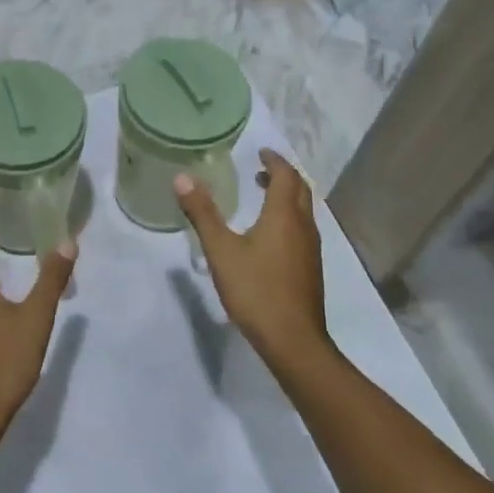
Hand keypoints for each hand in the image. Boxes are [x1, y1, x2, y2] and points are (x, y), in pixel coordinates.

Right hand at [175, 150, 327, 370]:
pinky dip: (288, 216)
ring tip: (262, 194)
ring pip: (303, 210)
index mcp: (284, 215)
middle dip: (282, 174)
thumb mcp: (221, 250)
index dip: (274, 160)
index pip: (285, 175)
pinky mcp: (310, 268)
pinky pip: (302, 228)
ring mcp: (311, 248)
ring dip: (286, 196)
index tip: (259, 151)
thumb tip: (182, 177)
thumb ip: (202, 213)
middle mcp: (303, 226)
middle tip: (260, 169)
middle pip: (300, 189)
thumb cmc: (256, 290)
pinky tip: (268, 233)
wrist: (293, 340)